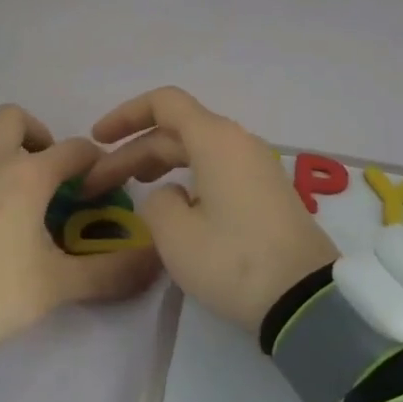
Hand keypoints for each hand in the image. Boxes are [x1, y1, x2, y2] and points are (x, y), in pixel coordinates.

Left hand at [0, 104, 160, 340]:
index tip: (95, 185)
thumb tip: (157, 263)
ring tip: (4, 169)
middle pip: (16, 118)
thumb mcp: (58, 285)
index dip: (91, 162)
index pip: (73, 149)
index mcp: (28, 175)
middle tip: (45, 171)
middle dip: (38, 136)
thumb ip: (110, 273)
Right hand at [83, 87, 339, 333]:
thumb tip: (171, 194)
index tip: (97, 139)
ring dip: (158, 163)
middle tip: (99, 184)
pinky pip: (216, 168)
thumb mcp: (175, 234)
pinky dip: (186, 176)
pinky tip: (171, 203)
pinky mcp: (265, 192)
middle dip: (133, 151)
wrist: (305, 298)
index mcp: (216, 139)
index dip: (126, 115)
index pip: (164, 103)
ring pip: (196, 150)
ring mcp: (256, 167)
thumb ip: (156, 202)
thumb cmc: (232, 260)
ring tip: (129, 187)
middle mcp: (238, 142)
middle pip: (176, 130)